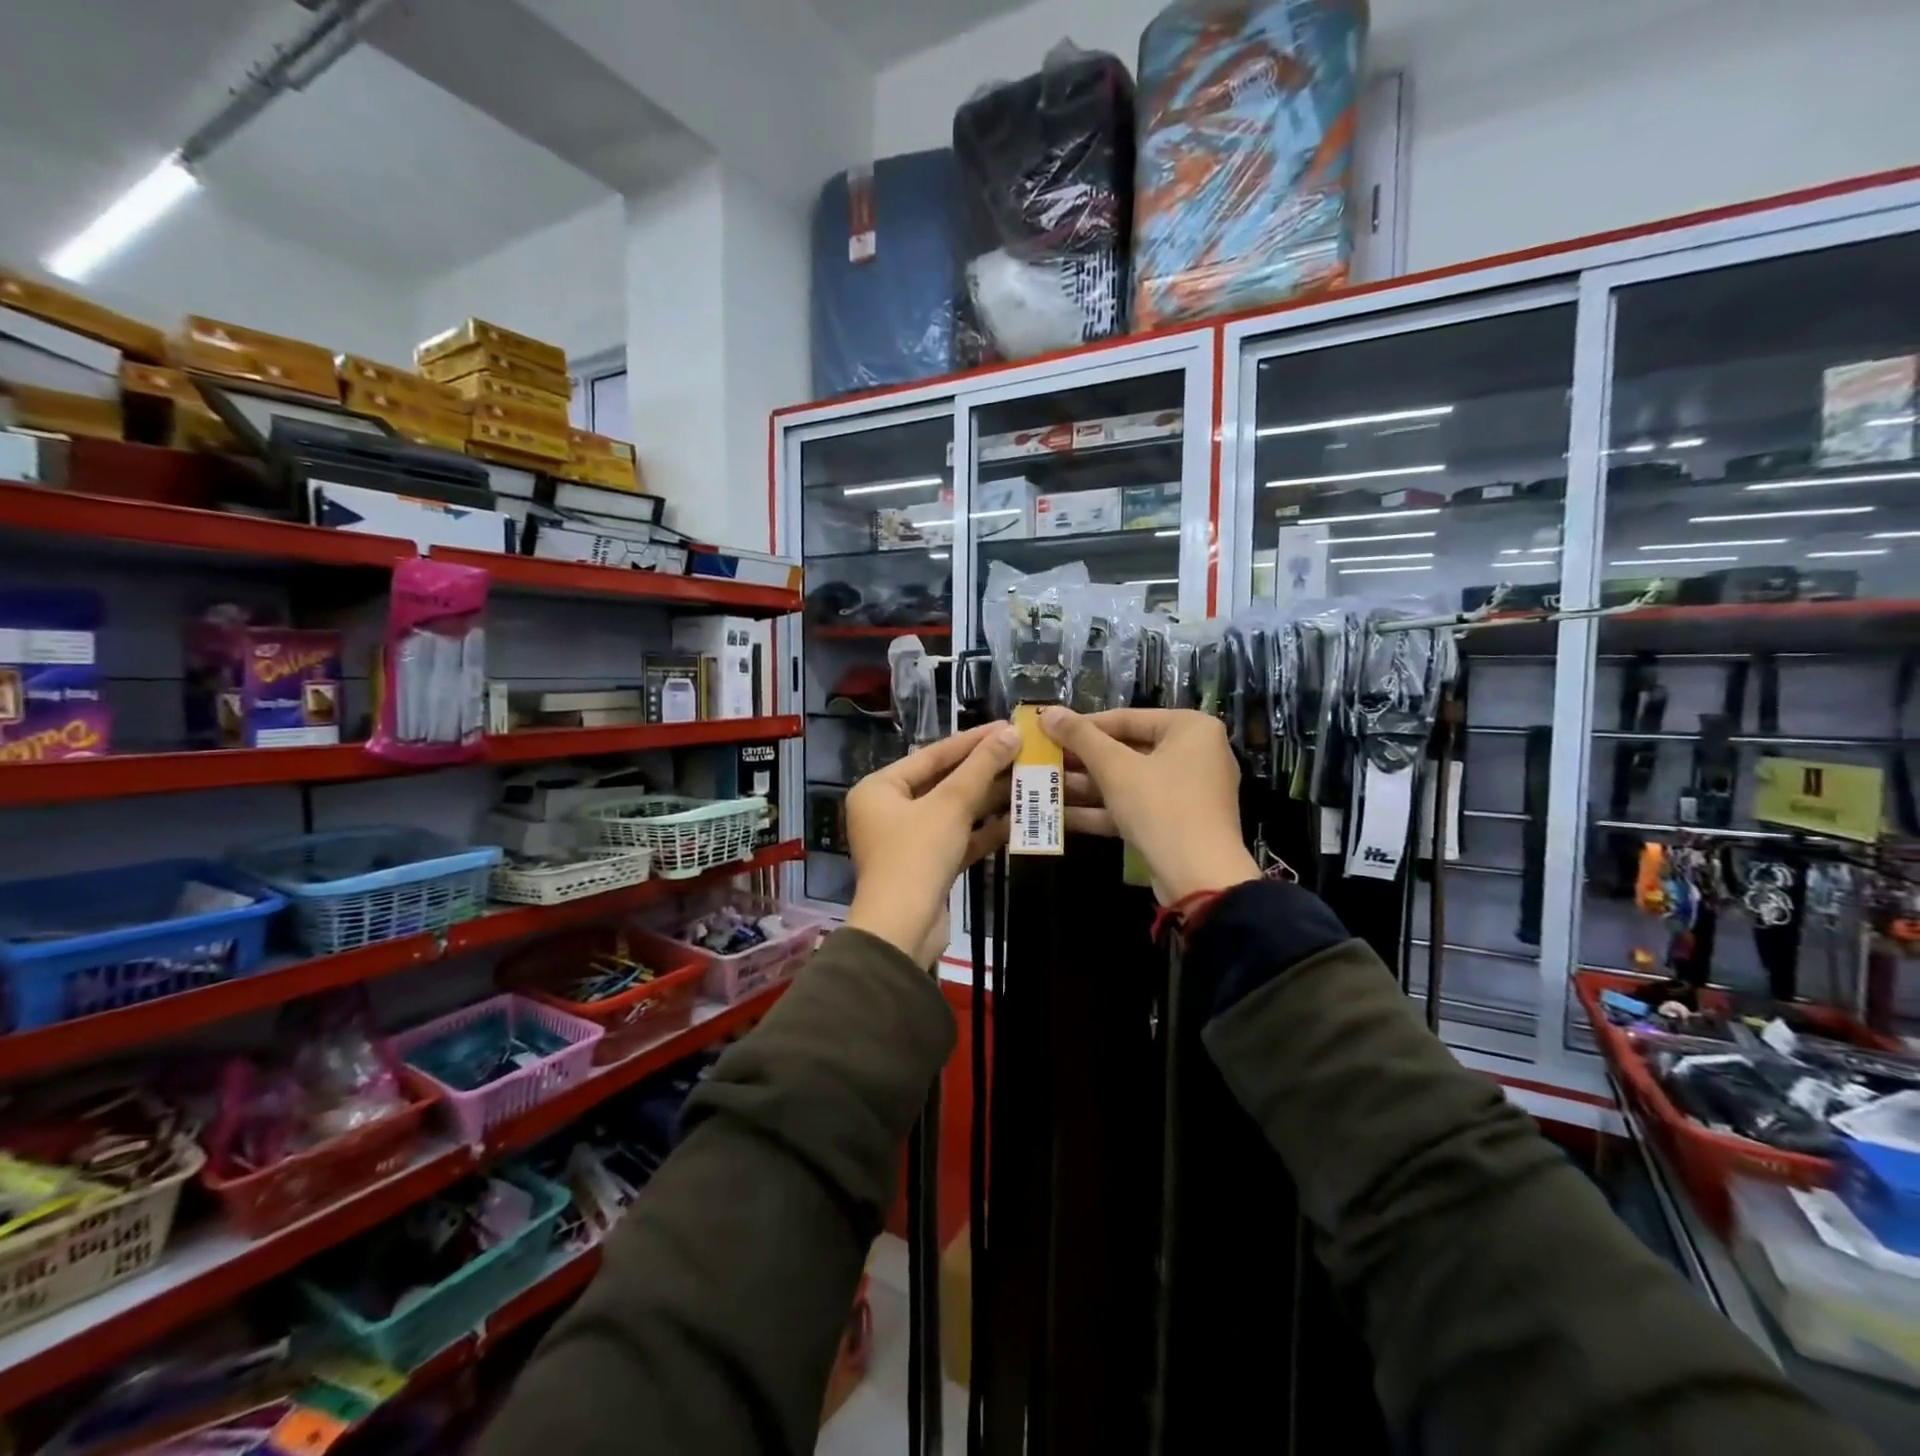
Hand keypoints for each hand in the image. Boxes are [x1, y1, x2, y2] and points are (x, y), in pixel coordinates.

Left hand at [844, 721, 1021, 964]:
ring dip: (988, 800)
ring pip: (953, 811)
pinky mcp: (927, 866)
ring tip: (1027, 780)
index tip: (1007, 727)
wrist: (903, 929)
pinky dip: (983, 830)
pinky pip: (957, 838)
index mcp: (880, 788)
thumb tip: (1011, 733)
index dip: (972, 740)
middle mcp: (888, 810)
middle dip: (983, 771)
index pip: (932, 755)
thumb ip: (981, 767)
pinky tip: (1017, 818)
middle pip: (943, 782)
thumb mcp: (950, 805)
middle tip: (1022, 753)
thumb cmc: (917, 855)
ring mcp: (907, 840)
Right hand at [1042, 707, 1258, 905]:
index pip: (1126, 718)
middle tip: (1043, 760)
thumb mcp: (1115, 768)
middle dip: (1082, 760)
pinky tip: (1060, 815)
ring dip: (1086, 786)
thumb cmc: (1161, 807)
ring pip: (1128, 781)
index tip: (1047, 731)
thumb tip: (1048, 712)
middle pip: (1126, 750)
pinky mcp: (1175, 822)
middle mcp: (1194, 753)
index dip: (1082, 726)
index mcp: (1190, 728)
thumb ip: (1080, 737)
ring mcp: (1186, 791)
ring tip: (1043, 786)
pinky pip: (1135, 806)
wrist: (1200, 878)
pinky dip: (1102, 810)